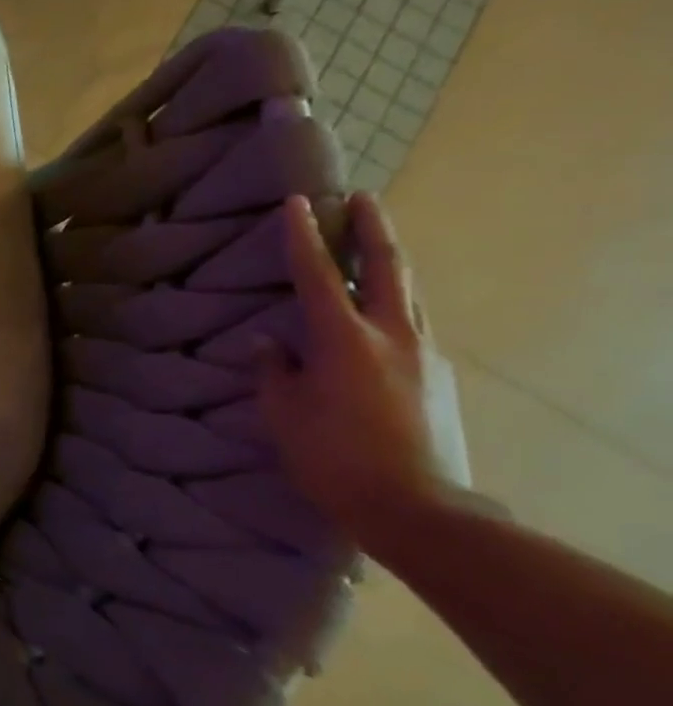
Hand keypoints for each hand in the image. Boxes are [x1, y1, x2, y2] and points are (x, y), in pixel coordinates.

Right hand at [257, 193, 471, 550]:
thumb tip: (268, 342)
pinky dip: (397, 303)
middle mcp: (392, 335)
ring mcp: (424, 354)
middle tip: (363, 198)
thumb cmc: (333, 457)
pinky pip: (415, 324)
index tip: (297, 203)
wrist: (416, 507)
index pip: (319, 275)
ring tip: (376, 246)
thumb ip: (274, 370)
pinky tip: (385, 312)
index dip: (304, 238)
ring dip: (391, 262)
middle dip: (373, 229)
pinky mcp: (437, 377)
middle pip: (388, 268)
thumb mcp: (283, 413)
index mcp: (344, 340)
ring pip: (410, 293)